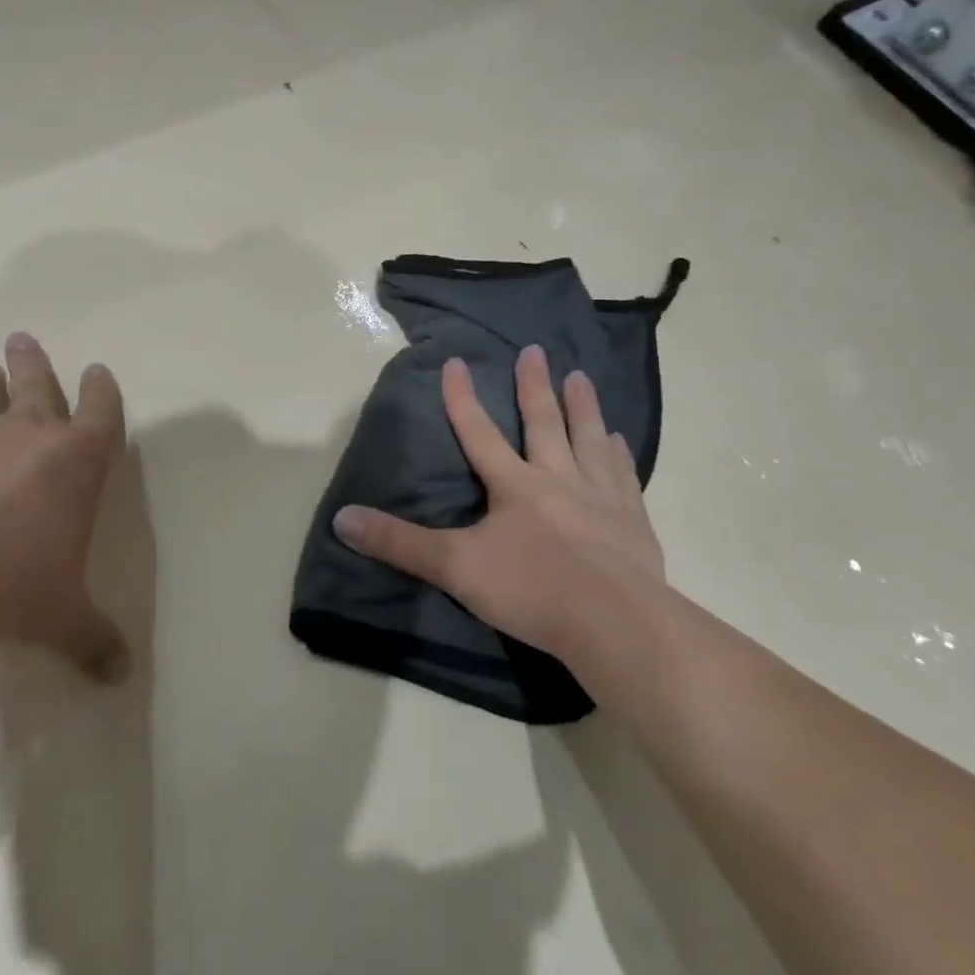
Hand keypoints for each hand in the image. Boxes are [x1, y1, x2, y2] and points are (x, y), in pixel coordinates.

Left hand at [0, 332, 129, 680]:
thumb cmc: (26, 577)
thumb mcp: (66, 614)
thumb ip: (93, 638)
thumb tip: (122, 677)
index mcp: (78, 458)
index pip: (101, 411)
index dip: (102, 390)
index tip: (98, 370)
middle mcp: (29, 435)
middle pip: (35, 384)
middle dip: (32, 363)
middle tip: (22, 339)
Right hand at [334, 345, 665, 658]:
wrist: (616, 624)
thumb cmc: (532, 590)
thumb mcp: (455, 568)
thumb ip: (399, 542)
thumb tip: (341, 518)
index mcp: (514, 485)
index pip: (479, 432)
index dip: (462, 398)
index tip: (456, 361)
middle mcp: (558, 479)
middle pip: (543, 423)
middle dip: (534, 386)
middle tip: (535, 349)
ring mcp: (600, 497)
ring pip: (588, 440)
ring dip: (582, 407)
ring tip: (580, 377)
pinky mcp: (632, 521)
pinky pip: (623, 476)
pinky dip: (619, 456)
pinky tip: (620, 440)